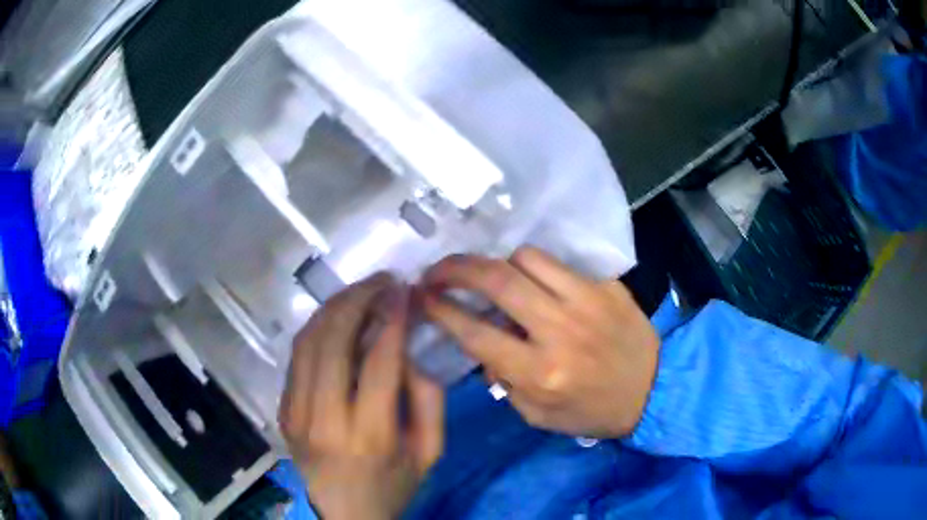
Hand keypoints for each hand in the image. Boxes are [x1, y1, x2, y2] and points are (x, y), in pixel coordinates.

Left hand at [279, 274, 444, 519]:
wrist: (345, 515)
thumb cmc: (395, 485)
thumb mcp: (431, 450)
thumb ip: (429, 397)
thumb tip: (405, 348)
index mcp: (370, 436)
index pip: (379, 361)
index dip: (393, 318)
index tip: (405, 291)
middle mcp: (325, 420)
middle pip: (334, 340)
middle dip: (359, 299)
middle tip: (383, 280)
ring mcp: (295, 414)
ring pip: (308, 341)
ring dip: (335, 306)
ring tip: (361, 290)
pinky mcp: (283, 410)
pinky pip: (297, 356)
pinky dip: (318, 327)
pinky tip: (337, 316)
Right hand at [421, 247, 658, 438]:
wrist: (655, 390)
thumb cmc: (593, 411)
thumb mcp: (539, 416)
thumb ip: (505, 382)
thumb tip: (483, 346)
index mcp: (541, 372)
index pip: (477, 334)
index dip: (442, 311)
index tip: (423, 298)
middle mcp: (560, 330)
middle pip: (498, 281)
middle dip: (456, 269)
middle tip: (437, 270)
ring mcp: (587, 301)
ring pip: (527, 259)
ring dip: (499, 264)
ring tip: (492, 276)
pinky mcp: (606, 285)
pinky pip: (559, 262)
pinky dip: (535, 267)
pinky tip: (533, 280)